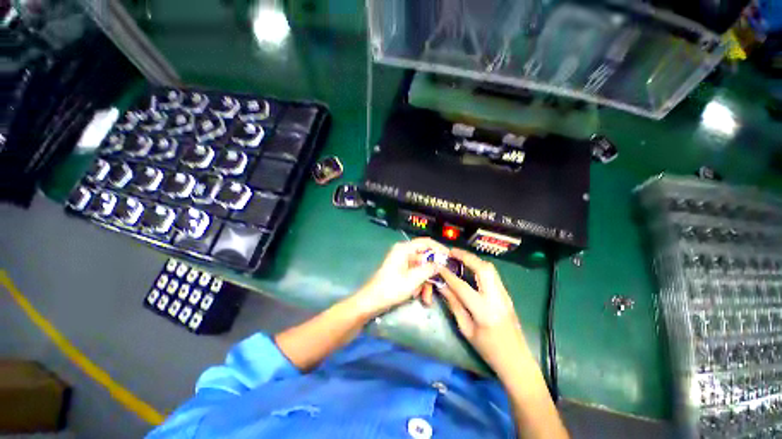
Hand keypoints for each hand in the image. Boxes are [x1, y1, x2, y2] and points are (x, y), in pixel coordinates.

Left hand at [351, 237, 448, 317]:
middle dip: (432, 273)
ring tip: (426, 298)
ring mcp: (402, 262)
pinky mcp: (401, 271)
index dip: (439, 248)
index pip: (426, 242)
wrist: (372, 301)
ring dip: (425, 283)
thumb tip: (441, 263)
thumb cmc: (392, 288)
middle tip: (442, 283)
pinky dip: (419, 285)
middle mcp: (404, 253)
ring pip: (421, 269)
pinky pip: (415, 275)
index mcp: (404, 249)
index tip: (450, 257)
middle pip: (425, 258)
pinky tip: (418, 296)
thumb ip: (429, 269)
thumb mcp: (413, 279)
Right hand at [437, 248, 531, 377]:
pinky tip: (470, 267)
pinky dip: (480, 266)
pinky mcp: (506, 295)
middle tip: (452, 252)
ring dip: (474, 259)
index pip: (462, 286)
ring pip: (490, 268)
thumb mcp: (466, 329)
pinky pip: (493, 275)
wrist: (516, 360)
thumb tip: (442, 286)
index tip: (438, 266)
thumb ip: (454, 305)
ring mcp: (504, 295)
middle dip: (466, 257)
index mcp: (484, 311)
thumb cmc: (488, 349)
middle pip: (483, 268)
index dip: (448, 274)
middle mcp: (496, 298)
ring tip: (460, 256)